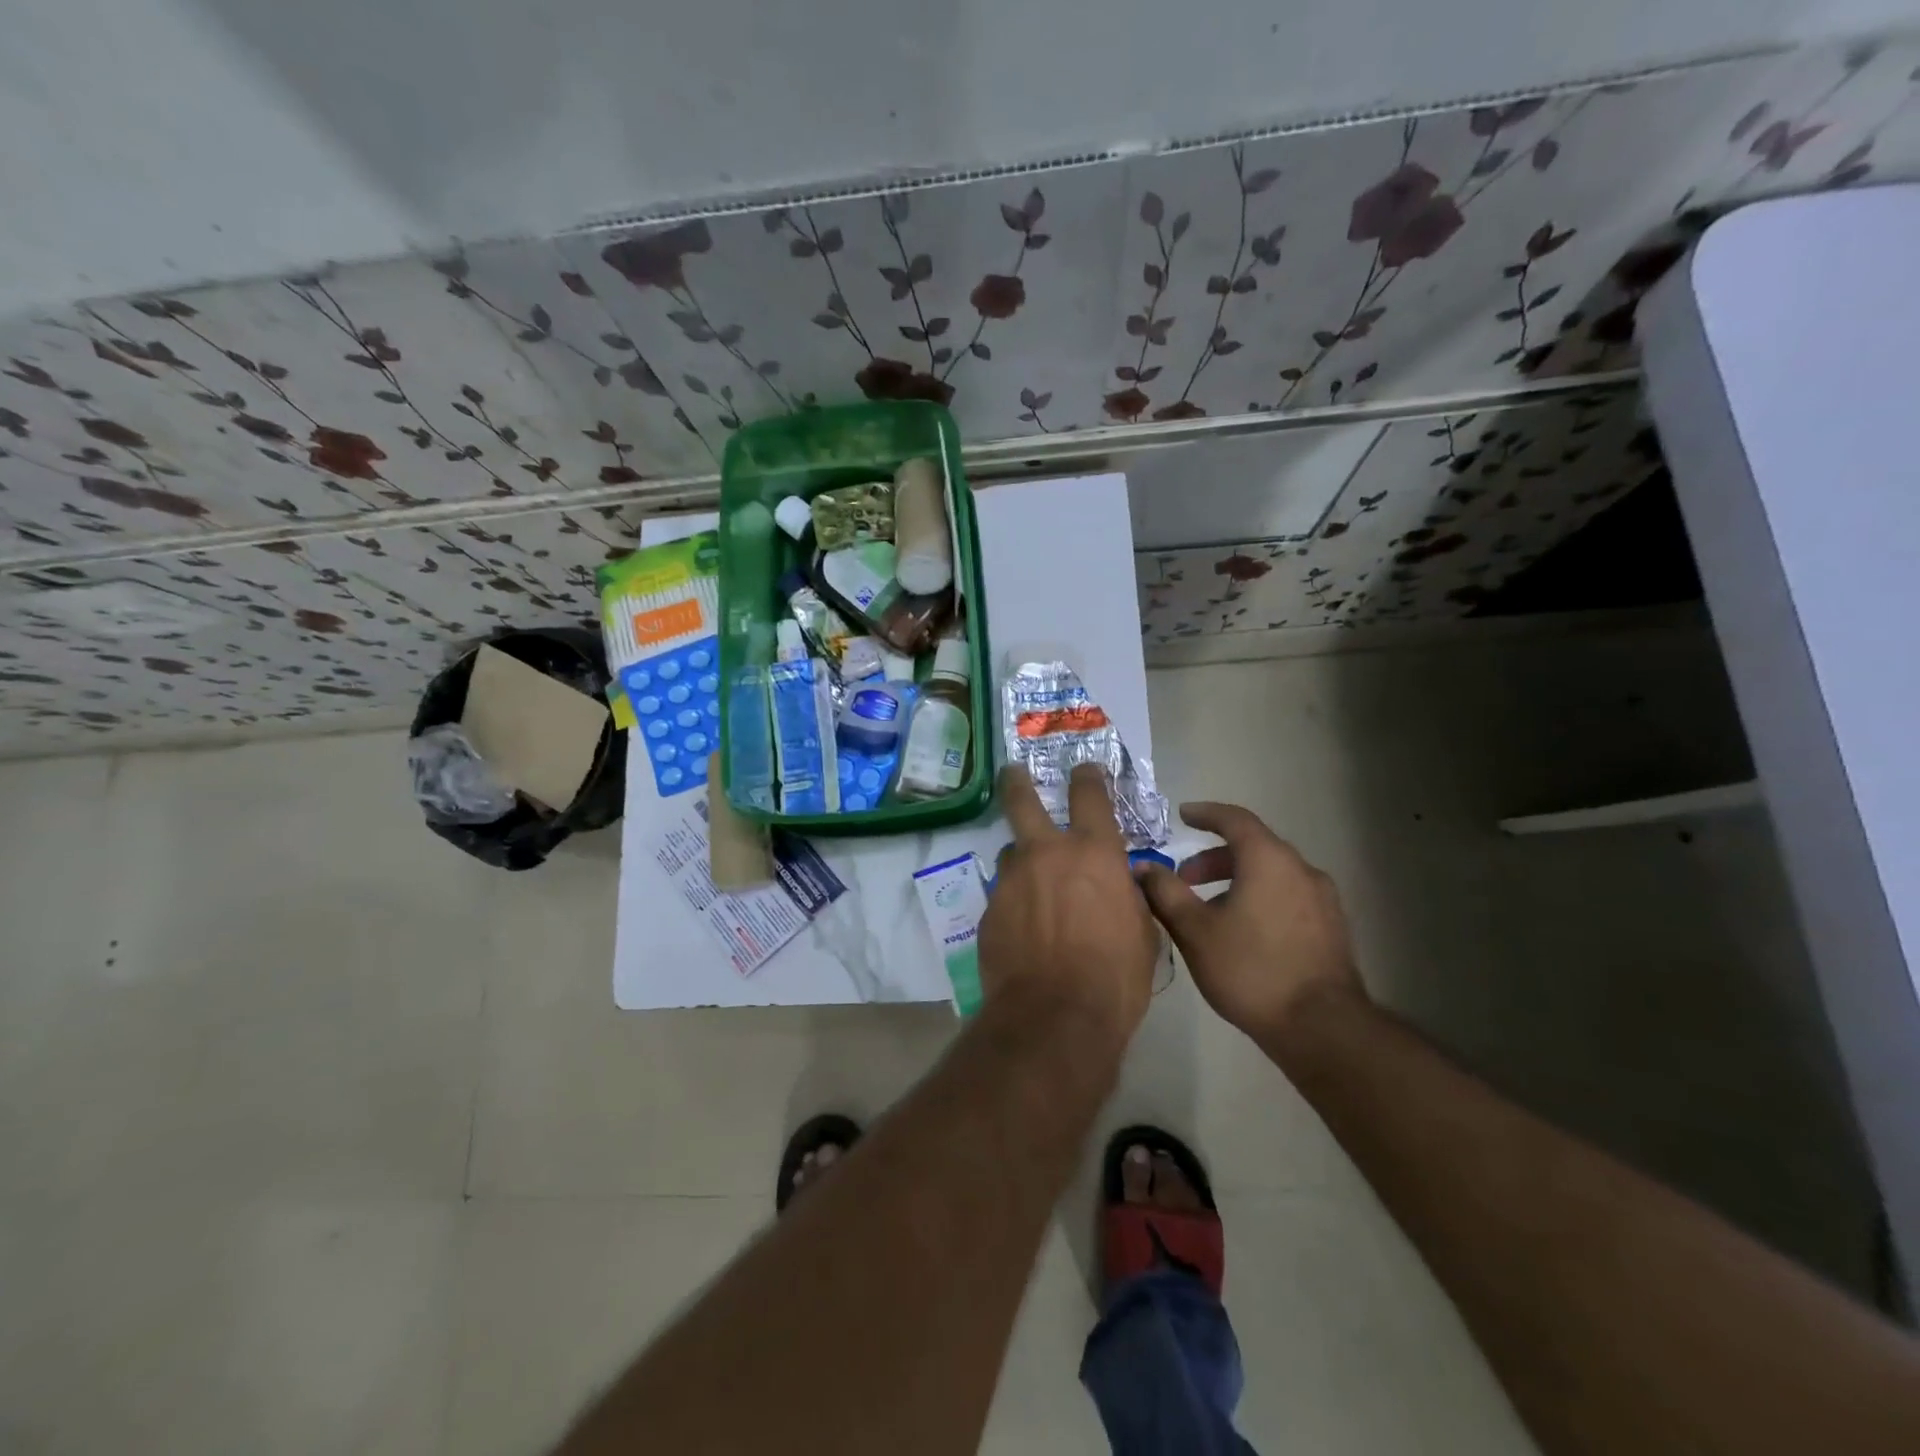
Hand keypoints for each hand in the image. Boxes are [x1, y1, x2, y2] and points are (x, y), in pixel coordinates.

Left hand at [978, 764, 1159, 1043]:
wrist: (1055, 1018)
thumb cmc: (1115, 977)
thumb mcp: (1143, 933)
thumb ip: (1130, 898)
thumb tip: (1125, 885)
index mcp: (1094, 853)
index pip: (1089, 795)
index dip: (1087, 776)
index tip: (1084, 769)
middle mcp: (1047, 854)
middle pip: (1022, 800)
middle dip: (1017, 781)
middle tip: (1012, 772)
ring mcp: (1012, 880)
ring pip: (1011, 852)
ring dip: (1022, 860)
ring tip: (1032, 884)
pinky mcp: (988, 910)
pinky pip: (1003, 893)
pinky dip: (1014, 901)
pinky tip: (1023, 928)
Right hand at [1135, 803, 1363, 1040]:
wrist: (1322, 1027)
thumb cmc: (1251, 969)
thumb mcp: (1195, 930)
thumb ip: (1165, 892)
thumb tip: (1143, 866)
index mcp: (1269, 860)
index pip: (1235, 819)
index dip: (1206, 813)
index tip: (1183, 815)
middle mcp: (1301, 869)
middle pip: (1253, 847)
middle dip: (1213, 858)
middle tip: (1184, 879)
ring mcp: (1323, 899)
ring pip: (1271, 873)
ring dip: (1236, 880)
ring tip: (1209, 910)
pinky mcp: (1331, 928)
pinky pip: (1287, 895)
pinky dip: (1259, 896)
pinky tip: (1242, 931)